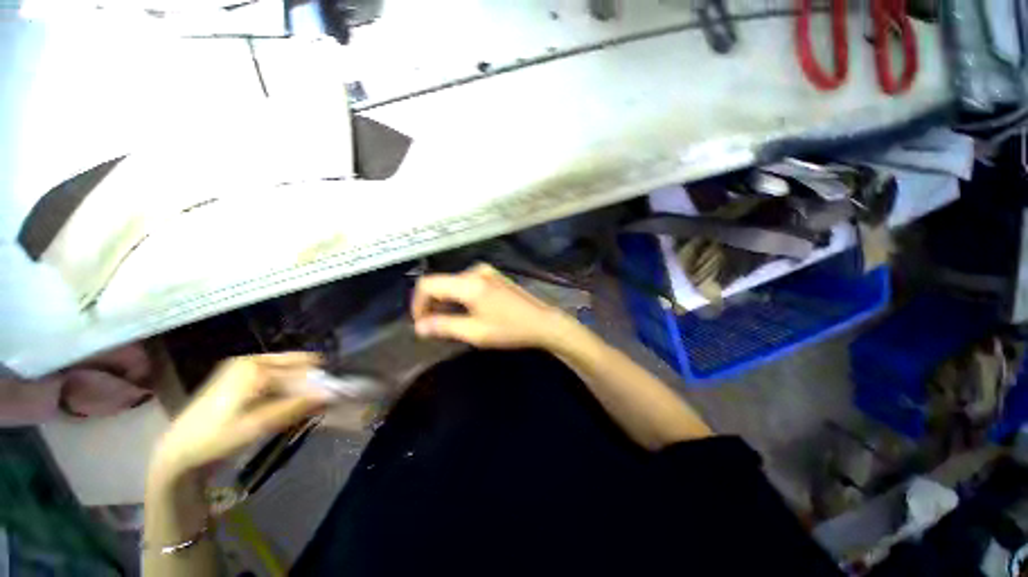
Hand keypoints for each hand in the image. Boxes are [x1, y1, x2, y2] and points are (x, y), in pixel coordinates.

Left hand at [153, 352, 326, 480]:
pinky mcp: (238, 376)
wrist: (179, 451)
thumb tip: (329, 394)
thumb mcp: (258, 425)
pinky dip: (285, 388)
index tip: (333, 397)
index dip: (319, 383)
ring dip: (298, 386)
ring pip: (285, 370)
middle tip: (321, 401)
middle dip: (310, 381)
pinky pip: (273, 376)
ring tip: (305, 406)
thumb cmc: (217, 438)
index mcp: (255, 367)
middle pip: (295, 365)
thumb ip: (295, 407)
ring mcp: (243, 366)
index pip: (301, 370)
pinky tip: (286, 405)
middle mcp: (251, 360)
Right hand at [411, 264, 578, 349]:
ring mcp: (486, 271)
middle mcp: (475, 270)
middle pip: (441, 282)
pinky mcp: (493, 275)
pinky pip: (466, 282)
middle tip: (433, 326)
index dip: (418, 303)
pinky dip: (458, 296)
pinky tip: (464, 311)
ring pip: (453, 282)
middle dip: (431, 303)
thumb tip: (419, 326)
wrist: (542, 321)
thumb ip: (444, 326)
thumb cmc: (510, 329)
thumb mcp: (475, 332)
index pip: (428, 284)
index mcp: (469, 282)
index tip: (420, 323)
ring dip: (445, 300)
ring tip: (448, 321)